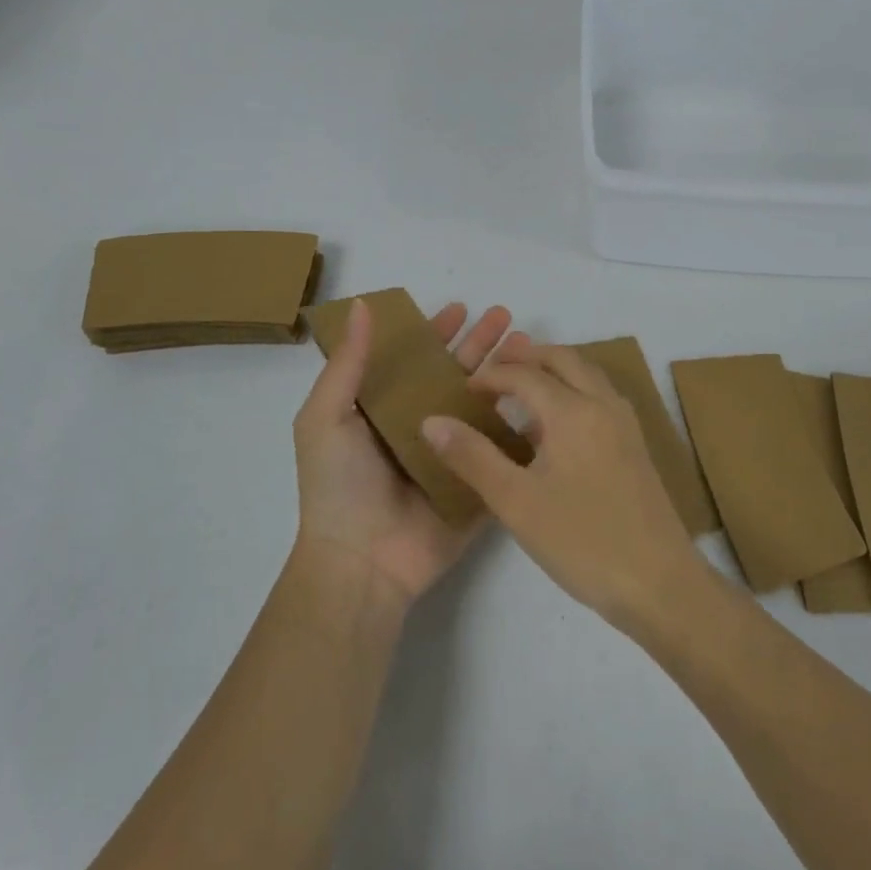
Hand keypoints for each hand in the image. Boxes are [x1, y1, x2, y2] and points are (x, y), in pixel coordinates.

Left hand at [291, 298, 510, 610]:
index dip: (436, 332)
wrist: (362, 564)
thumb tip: (362, 305)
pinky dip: (522, 424)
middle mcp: (420, 426)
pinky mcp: (477, 482)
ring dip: (506, 375)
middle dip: (481, 345)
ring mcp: (452, 455)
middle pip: (456, 375)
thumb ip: (348, 363)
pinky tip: (544, 399)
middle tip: (508, 317)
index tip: (462, 308)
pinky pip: (502, 449)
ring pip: (484, 405)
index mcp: (384, 409)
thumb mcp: (326, 417)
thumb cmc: (339, 486)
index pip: (415, 359)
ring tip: (530, 347)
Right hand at [421, 341, 703, 631]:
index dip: (490, 376)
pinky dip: (573, 391)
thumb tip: (432, 419)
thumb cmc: (583, 541)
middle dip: (526, 357)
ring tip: (521, 387)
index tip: (462, 388)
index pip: (525, 375)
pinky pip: (599, 398)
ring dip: (553, 370)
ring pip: (587, 375)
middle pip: (563, 360)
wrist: (660, 583)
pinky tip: (556, 425)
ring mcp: (625, 425)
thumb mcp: (516, 502)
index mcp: (574, 411)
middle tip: (493, 369)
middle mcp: (603, 405)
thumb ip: (472, 457)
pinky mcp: (636, 447)